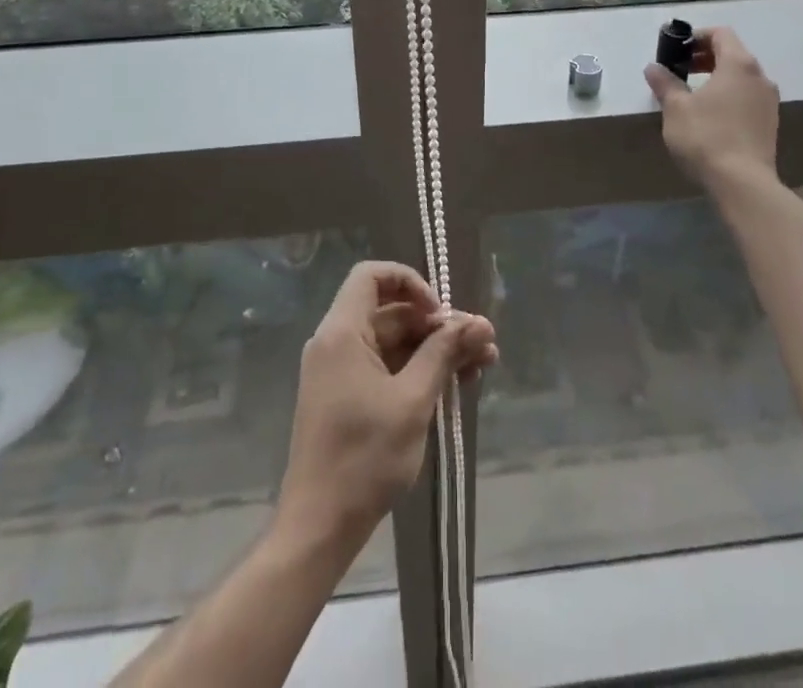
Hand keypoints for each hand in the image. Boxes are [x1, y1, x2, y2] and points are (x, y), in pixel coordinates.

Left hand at [277, 261, 497, 551]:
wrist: (319, 527)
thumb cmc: (364, 457)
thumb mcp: (413, 401)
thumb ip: (444, 354)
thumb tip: (478, 323)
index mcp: (342, 332)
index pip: (372, 276)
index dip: (410, 283)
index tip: (440, 312)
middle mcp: (337, 342)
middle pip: (391, 313)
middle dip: (438, 324)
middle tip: (482, 343)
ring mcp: (341, 372)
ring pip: (394, 343)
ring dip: (436, 349)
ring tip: (483, 364)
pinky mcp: (348, 398)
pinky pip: (387, 368)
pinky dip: (419, 371)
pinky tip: (456, 384)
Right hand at [643, 26, 781, 186]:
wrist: (743, 183)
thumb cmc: (706, 136)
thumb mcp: (676, 108)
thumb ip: (665, 83)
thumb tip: (653, 68)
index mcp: (739, 64)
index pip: (721, 34)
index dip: (697, 36)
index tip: (677, 49)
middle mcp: (760, 77)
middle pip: (733, 53)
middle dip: (705, 57)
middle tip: (680, 69)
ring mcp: (769, 101)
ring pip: (741, 77)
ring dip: (717, 77)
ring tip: (692, 93)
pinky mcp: (770, 123)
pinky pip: (747, 96)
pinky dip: (729, 95)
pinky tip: (710, 115)